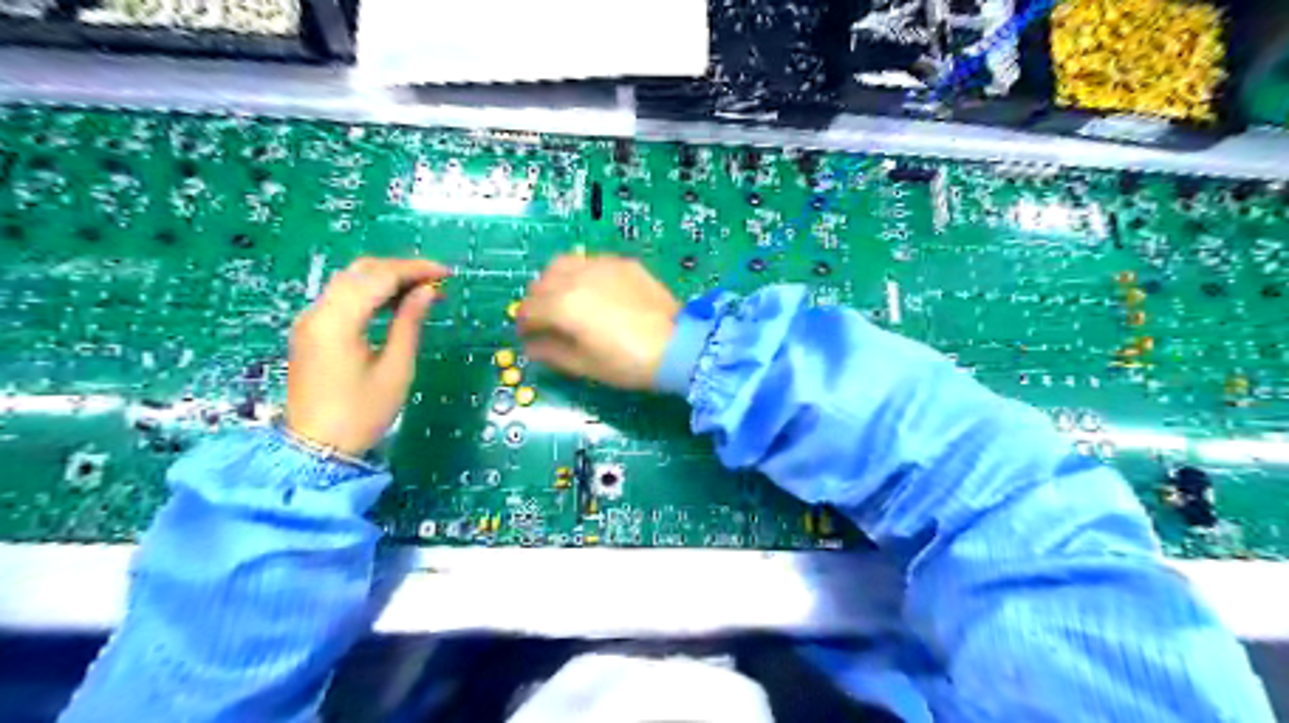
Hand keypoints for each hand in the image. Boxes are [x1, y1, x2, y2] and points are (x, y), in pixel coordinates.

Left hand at [285, 256, 447, 454]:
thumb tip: (427, 292)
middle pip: (360, 271)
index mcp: (338, 321)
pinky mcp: (310, 331)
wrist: (316, 449)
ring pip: (349, 281)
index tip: (446, 274)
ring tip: (420, 291)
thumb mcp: (396, 369)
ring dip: (385, 279)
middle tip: (435, 281)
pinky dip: (369, 292)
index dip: (415, 269)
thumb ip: (410, 323)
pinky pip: (341, 297)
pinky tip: (394, 304)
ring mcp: (310, 320)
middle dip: (400, 269)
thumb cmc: (362, 413)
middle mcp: (317, 312)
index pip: (379, 276)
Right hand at [516, 254, 677, 388]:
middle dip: (536, 301)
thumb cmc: (627, 362)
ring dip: (555, 280)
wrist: (677, 346)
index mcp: (562, 305)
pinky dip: (581, 273)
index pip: (528, 309)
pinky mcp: (623, 263)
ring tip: (564, 299)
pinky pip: (591, 261)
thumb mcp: (584, 365)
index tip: (528, 337)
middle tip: (545, 320)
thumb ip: (551, 352)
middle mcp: (576, 277)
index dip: (523, 325)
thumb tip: (531, 346)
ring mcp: (601, 265)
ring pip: (564, 263)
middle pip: (541, 283)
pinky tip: (593, 290)